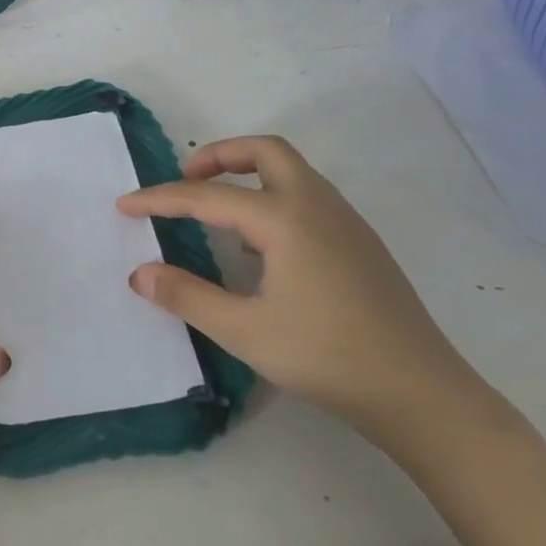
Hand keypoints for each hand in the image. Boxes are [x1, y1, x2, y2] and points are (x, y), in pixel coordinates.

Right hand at [117, 136, 491, 445]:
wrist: (421, 394)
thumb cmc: (326, 357)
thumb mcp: (244, 331)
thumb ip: (186, 296)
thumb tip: (139, 273)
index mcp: (285, 219)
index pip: (208, 196)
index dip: (161, 199)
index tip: (125, 205)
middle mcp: (318, 206)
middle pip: (265, 151)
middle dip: (218, 156)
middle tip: (186, 180)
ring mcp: (346, 222)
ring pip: (292, 171)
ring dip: (248, 175)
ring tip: (216, 212)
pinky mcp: (361, 244)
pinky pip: (308, 197)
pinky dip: (273, 198)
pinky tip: (260, 248)